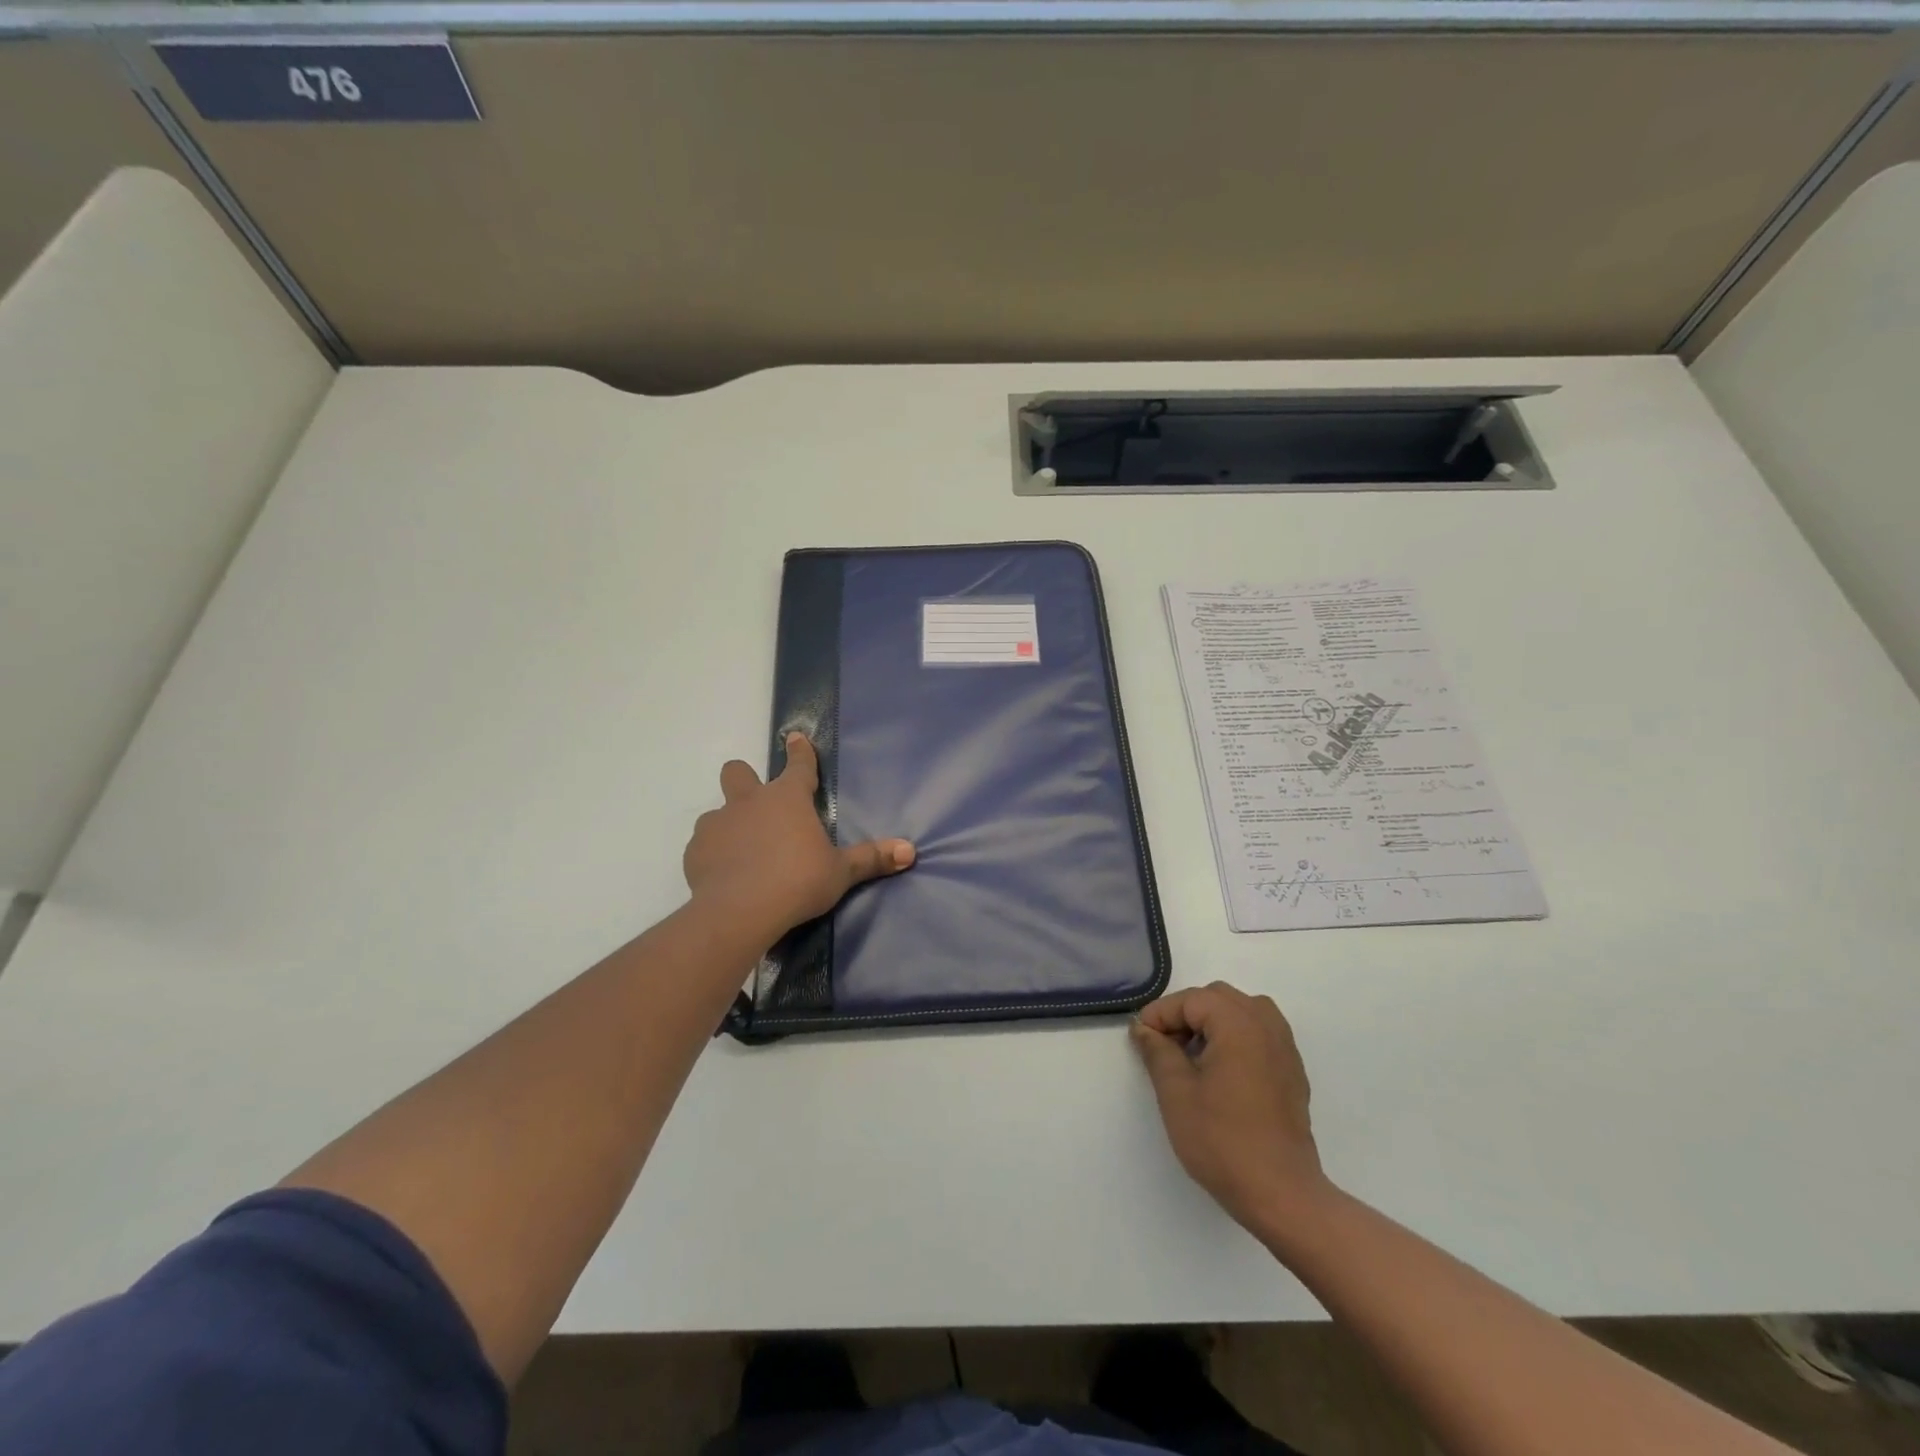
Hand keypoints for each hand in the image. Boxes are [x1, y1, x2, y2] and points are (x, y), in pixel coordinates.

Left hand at [683, 733, 914, 938]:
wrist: (739, 912)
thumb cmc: (798, 882)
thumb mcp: (840, 873)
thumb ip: (871, 858)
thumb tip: (910, 850)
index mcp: (787, 798)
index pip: (797, 765)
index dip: (799, 751)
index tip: (794, 737)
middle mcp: (749, 802)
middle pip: (738, 771)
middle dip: (745, 777)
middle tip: (757, 802)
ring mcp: (717, 824)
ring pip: (717, 811)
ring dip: (729, 824)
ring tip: (743, 852)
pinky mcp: (695, 852)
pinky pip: (704, 844)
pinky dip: (714, 854)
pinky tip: (724, 875)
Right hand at [1131, 983, 1330, 1237]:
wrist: (1282, 1195)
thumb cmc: (1223, 1140)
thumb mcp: (1176, 1093)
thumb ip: (1157, 1051)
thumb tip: (1144, 1028)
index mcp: (1238, 1023)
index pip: (1190, 1000)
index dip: (1160, 1015)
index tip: (1140, 1040)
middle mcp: (1266, 1024)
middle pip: (1217, 998)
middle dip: (1185, 1015)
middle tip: (1162, 1047)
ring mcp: (1285, 1048)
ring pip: (1241, 1012)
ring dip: (1211, 1023)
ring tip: (1191, 1056)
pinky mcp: (1292, 1071)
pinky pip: (1259, 1034)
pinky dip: (1234, 1038)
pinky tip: (1220, 1072)